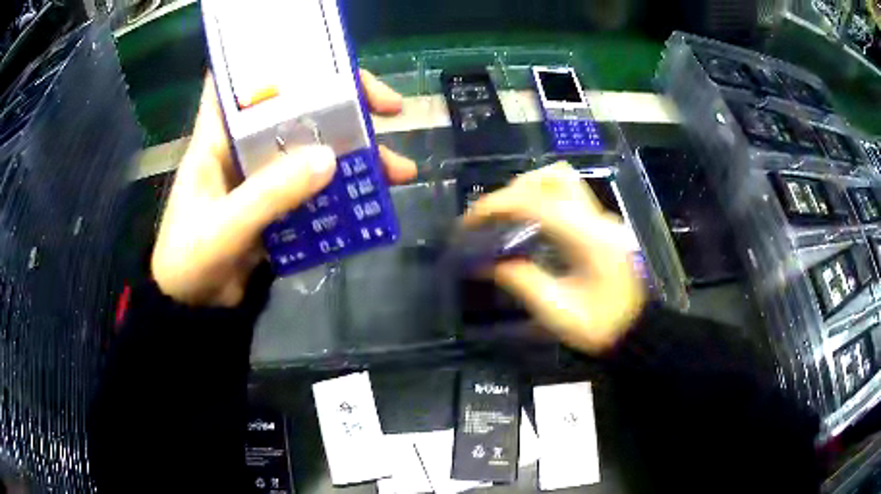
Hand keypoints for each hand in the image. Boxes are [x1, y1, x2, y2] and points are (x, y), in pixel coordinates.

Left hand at [152, 70, 416, 306]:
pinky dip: (341, 191)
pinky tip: (371, 200)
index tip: (322, 60)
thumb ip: (269, 195)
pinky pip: (312, 188)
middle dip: (341, 105)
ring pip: (311, 150)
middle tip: (390, 109)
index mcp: (217, 140)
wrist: (194, 310)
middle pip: (293, 111)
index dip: (275, 63)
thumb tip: (329, 160)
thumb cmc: (190, 263)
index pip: (242, 82)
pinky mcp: (274, 205)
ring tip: (398, 169)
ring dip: (353, 156)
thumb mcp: (224, 229)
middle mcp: (242, 149)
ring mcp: (261, 178)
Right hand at [463, 162, 644, 353]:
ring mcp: (602, 219)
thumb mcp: (556, 311)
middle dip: (513, 190)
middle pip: (553, 177)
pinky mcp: (602, 225)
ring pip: (563, 180)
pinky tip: (529, 223)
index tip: (470, 221)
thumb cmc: (601, 326)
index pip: (536, 202)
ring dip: (530, 188)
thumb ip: (520, 281)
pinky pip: (568, 196)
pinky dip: (542, 198)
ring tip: (507, 214)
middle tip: (490, 217)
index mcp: (586, 239)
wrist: (638, 330)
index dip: (497, 205)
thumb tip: (485, 263)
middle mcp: (596, 219)